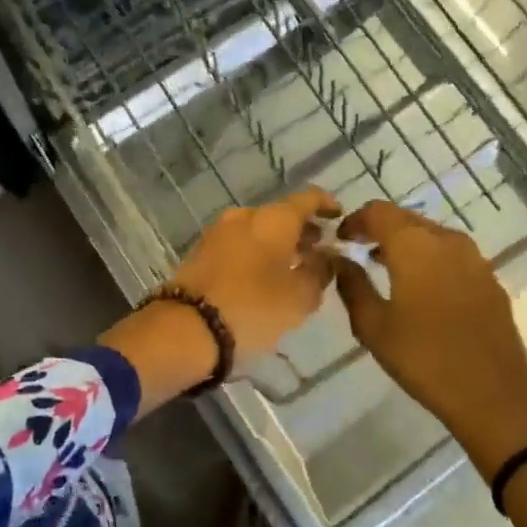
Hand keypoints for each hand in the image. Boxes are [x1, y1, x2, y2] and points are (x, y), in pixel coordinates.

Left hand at [100, 187, 338, 414]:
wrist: (187, 327)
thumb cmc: (253, 308)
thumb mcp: (300, 298)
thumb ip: (319, 272)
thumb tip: (325, 257)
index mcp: (273, 218)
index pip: (307, 199)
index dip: (326, 204)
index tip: (338, 217)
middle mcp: (245, 215)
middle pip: (280, 215)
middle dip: (301, 230)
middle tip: (319, 251)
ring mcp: (218, 231)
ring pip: (258, 229)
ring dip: (278, 243)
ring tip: (294, 268)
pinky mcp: (201, 251)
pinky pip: (239, 244)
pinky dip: (256, 253)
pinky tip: (265, 277)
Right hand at [335, 201, 526, 470]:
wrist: (494, 396)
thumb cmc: (424, 358)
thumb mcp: (373, 326)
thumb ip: (351, 285)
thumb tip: (338, 259)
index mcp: (414, 245)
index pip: (378, 211)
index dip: (355, 220)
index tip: (340, 239)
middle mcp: (446, 240)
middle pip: (405, 218)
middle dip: (380, 229)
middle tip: (359, 250)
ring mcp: (474, 258)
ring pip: (431, 234)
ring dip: (406, 243)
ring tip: (385, 267)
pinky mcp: (490, 279)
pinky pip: (452, 254)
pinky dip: (430, 258)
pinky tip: (422, 288)